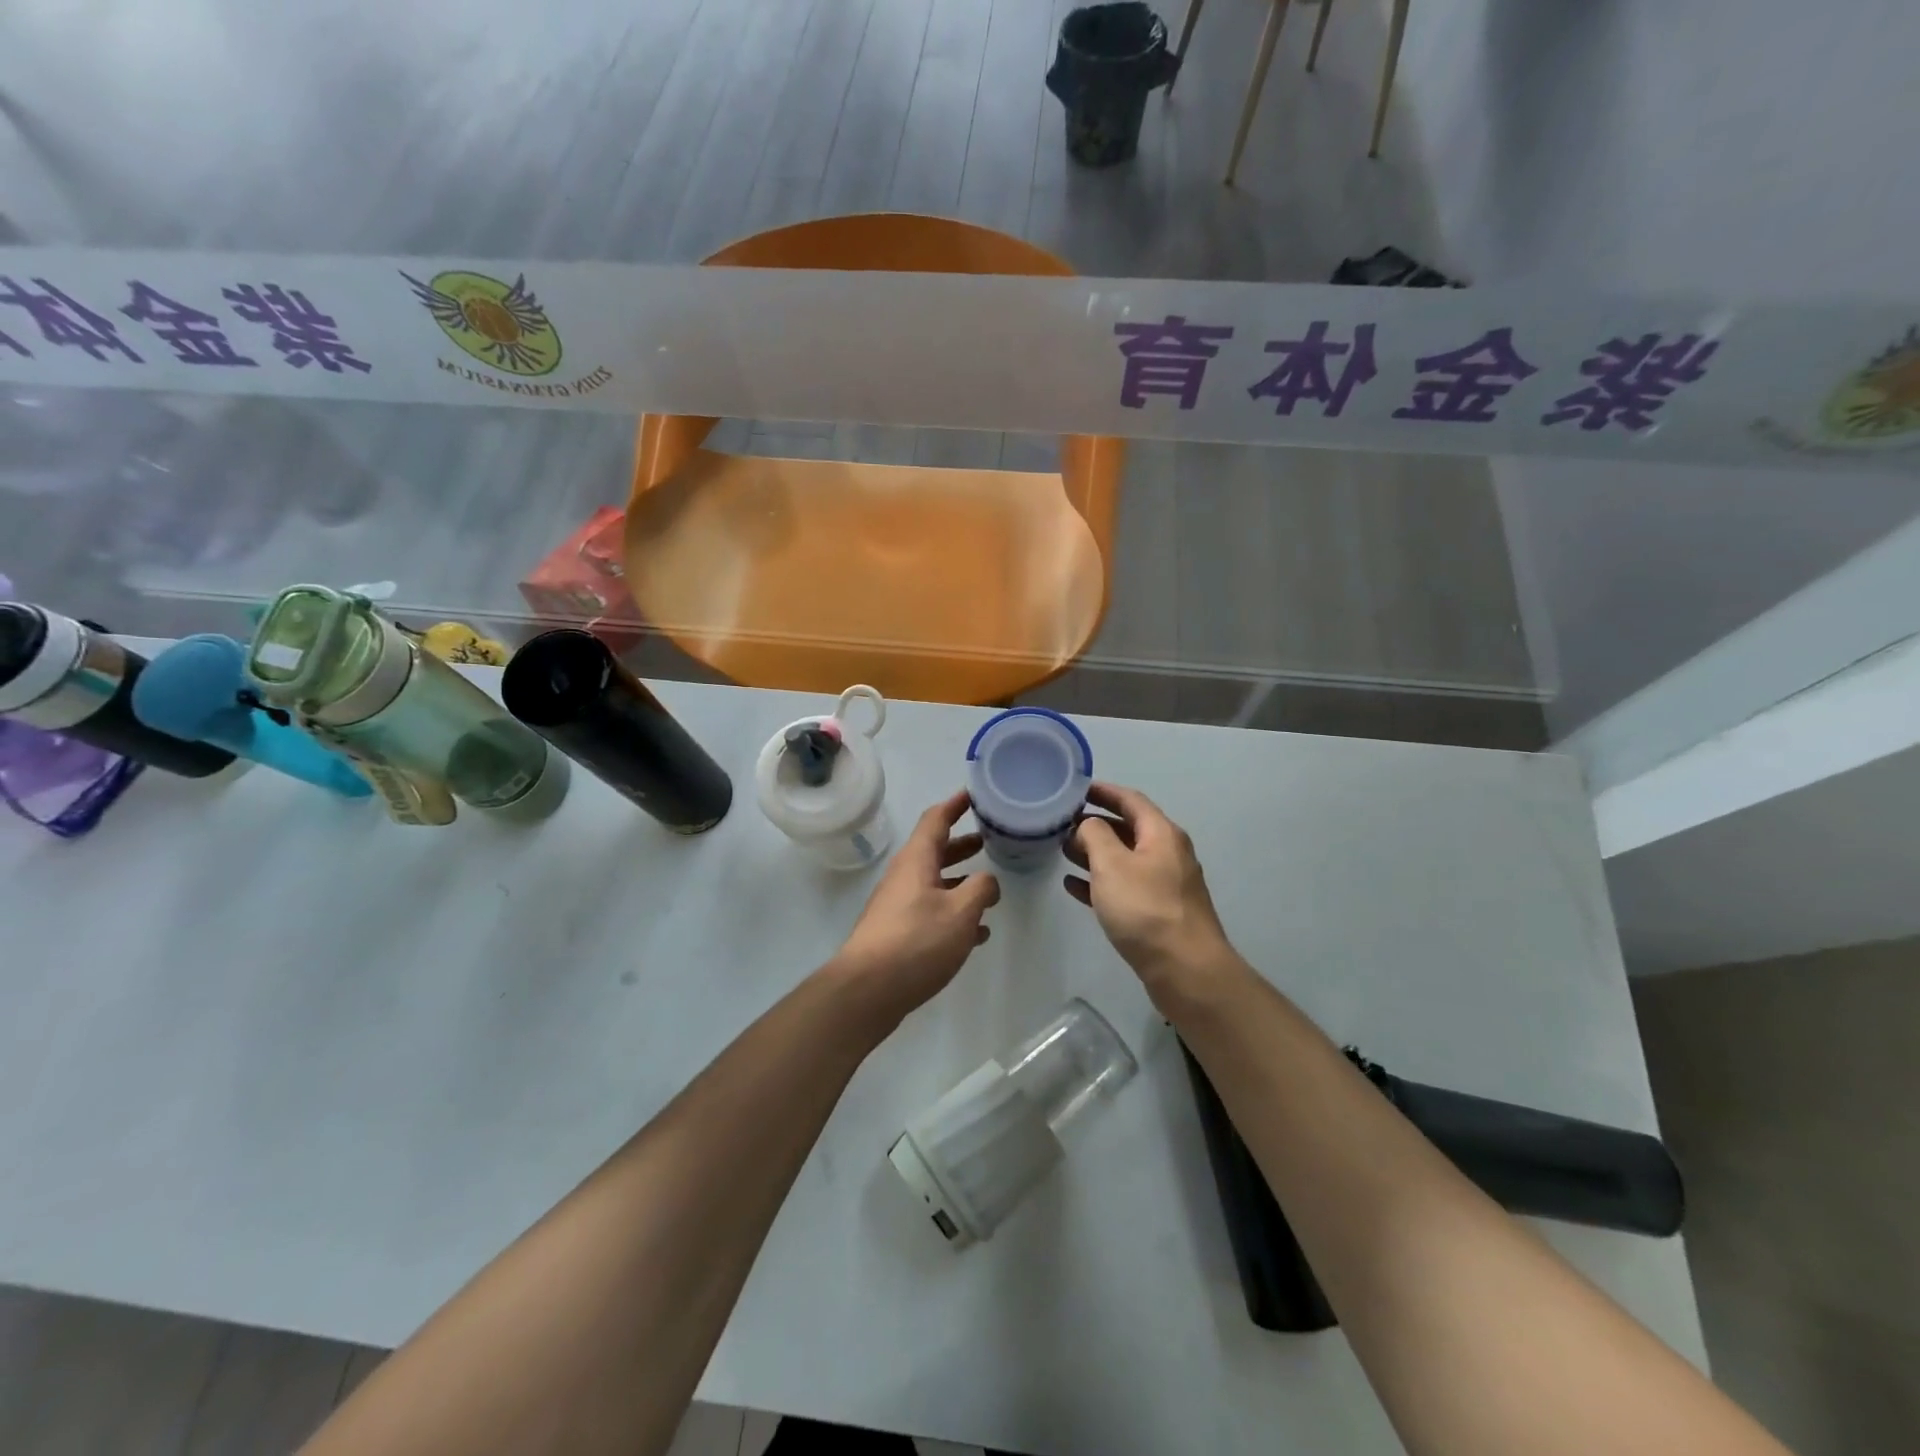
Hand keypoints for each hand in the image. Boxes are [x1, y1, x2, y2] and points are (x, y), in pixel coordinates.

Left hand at [831, 790, 1000, 1026]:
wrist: (867, 990)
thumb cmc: (916, 941)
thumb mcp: (960, 912)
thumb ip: (981, 889)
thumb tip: (987, 882)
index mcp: (916, 860)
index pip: (936, 819)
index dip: (955, 804)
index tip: (974, 794)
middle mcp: (905, 877)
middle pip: (935, 850)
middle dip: (962, 844)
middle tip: (989, 840)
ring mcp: (899, 906)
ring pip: (935, 883)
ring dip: (961, 881)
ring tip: (989, 888)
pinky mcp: (898, 933)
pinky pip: (931, 912)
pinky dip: (954, 913)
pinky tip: (977, 932)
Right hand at [1064, 783, 1242, 1009]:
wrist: (1186, 970)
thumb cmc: (1145, 909)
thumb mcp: (1112, 864)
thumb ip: (1095, 835)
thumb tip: (1089, 824)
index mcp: (1161, 834)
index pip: (1130, 800)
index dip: (1103, 791)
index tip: (1075, 789)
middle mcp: (1167, 853)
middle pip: (1128, 829)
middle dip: (1094, 825)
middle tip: (1061, 825)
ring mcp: (1165, 884)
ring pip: (1124, 859)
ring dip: (1095, 854)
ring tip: (1062, 852)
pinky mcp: (1158, 913)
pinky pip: (1125, 887)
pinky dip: (1101, 883)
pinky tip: (1075, 888)